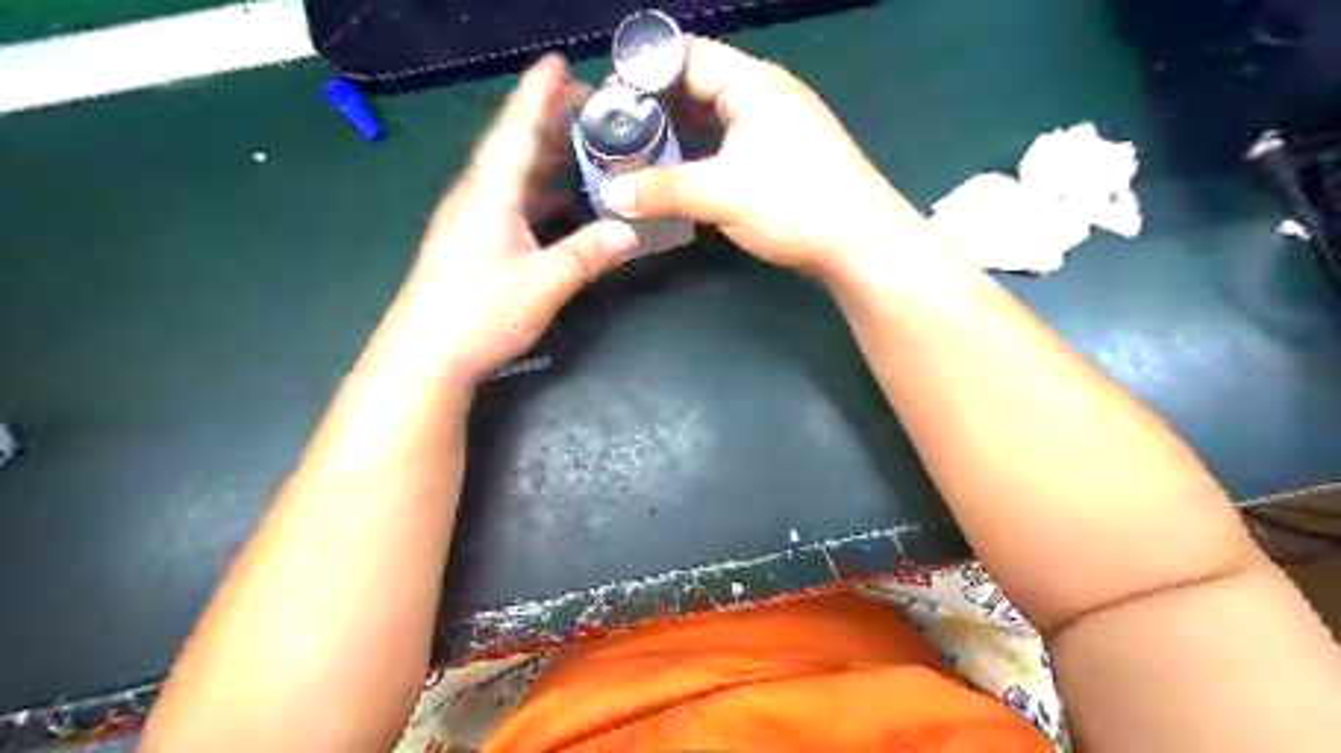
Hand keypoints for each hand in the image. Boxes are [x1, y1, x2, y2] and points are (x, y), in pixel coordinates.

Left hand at [402, 53, 638, 383]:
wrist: (423, 356)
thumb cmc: (478, 315)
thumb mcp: (542, 285)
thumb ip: (587, 255)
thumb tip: (630, 231)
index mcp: (491, 194)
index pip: (518, 130)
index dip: (539, 94)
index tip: (559, 62)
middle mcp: (478, 197)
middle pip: (515, 144)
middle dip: (549, 118)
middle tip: (590, 104)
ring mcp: (473, 220)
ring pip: (513, 173)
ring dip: (546, 152)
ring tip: (582, 140)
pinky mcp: (474, 242)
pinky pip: (512, 200)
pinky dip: (540, 188)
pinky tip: (561, 196)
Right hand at [599, 34, 923, 279]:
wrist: (860, 243)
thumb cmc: (793, 204)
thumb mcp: (721, 194)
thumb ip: (662, 190)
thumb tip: (612, 194)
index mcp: (752, 84)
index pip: (686, 56)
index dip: (645, 72)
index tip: (610, 99)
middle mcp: (766, 95)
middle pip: (700, 86)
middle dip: (657, 107)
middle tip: (618, 133)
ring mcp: (779, 127)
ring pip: (716, 119)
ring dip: (680, 135)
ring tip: (640, 156)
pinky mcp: (784, 158)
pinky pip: (732, 144)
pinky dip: (703, 156)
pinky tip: (682, 177)